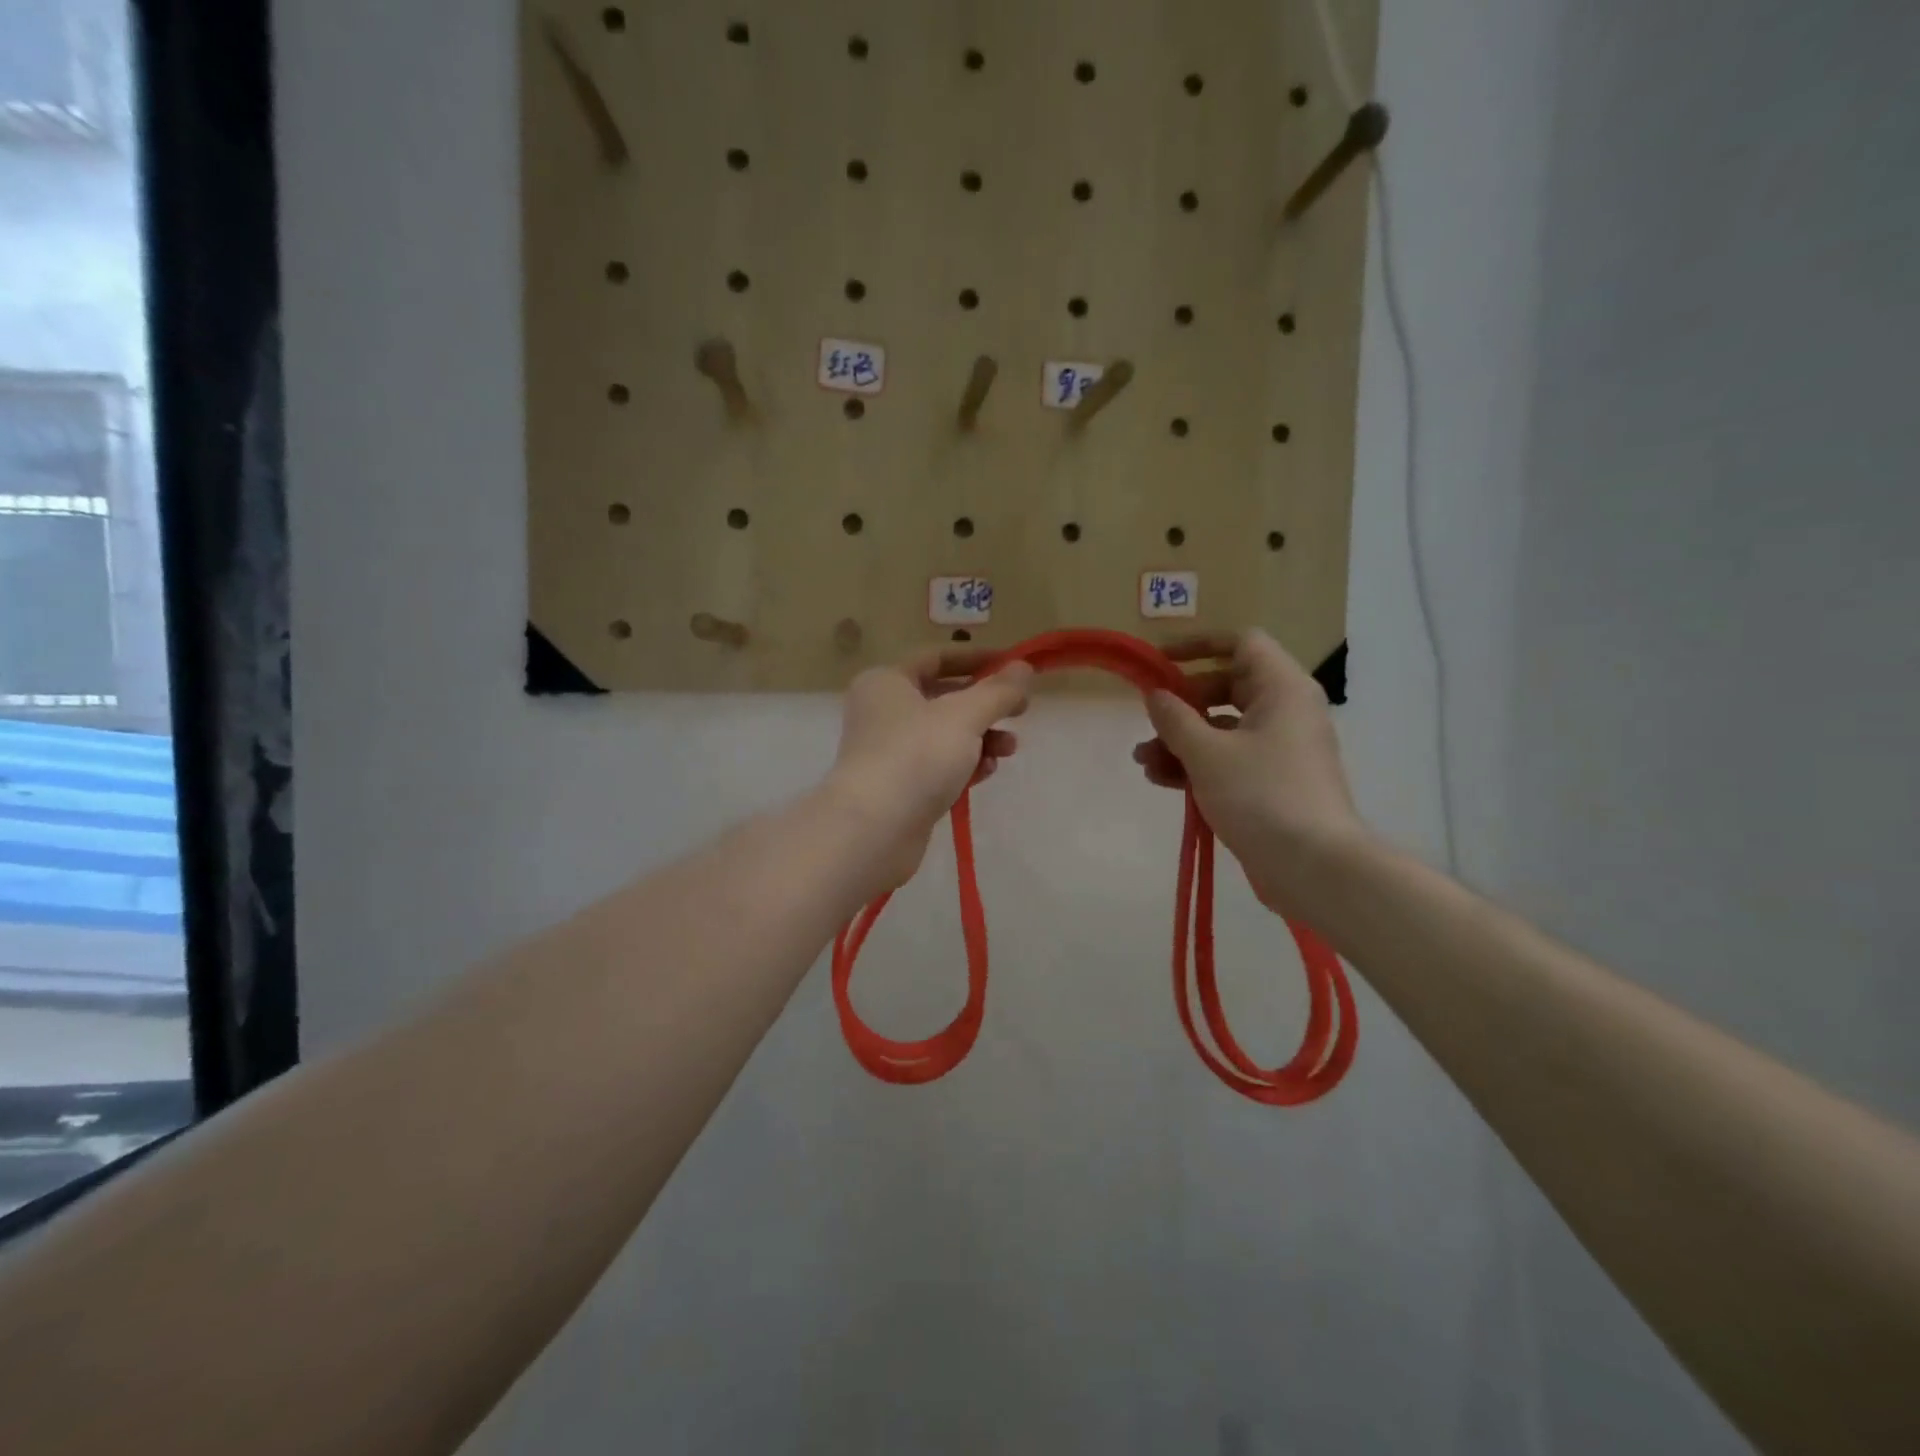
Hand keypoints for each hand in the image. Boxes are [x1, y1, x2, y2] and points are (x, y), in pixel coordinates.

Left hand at [828, 648, 1032, 893]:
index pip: (938, 658)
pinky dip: (964, 766)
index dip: (980, 660)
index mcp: (886, 682)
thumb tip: (1024, 668)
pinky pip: (938, 766)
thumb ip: (998, 691)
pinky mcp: (899, 788)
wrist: (873, 830)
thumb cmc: (915, 756)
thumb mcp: (964, 716)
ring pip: (945, 735)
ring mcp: (889, 752)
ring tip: (1009, 750)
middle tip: (1021, 713)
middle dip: (985, 706)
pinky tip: (986, 774)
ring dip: (981, 739)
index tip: (1016, 668)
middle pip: (944, 698)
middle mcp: (882, 712)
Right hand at [1133, 631, 1366, 916]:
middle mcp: (1285, 711)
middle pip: (1226, 687)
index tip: (1160, 661)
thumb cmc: (1261, 794)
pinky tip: (1162, 781)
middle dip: (1182, 704)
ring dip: (1181, 740)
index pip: (1241, 643)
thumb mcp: (1206, 752)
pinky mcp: (1272, 781)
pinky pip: (1229, 758)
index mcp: (1281, 689)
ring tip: (1144, 762)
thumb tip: (1156, 695)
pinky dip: (1198, 764)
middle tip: (1150, 721)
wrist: (1313, 865)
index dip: (1198, 645)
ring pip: (1223, 728)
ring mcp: (1280, 748)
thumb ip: (1175, 718)